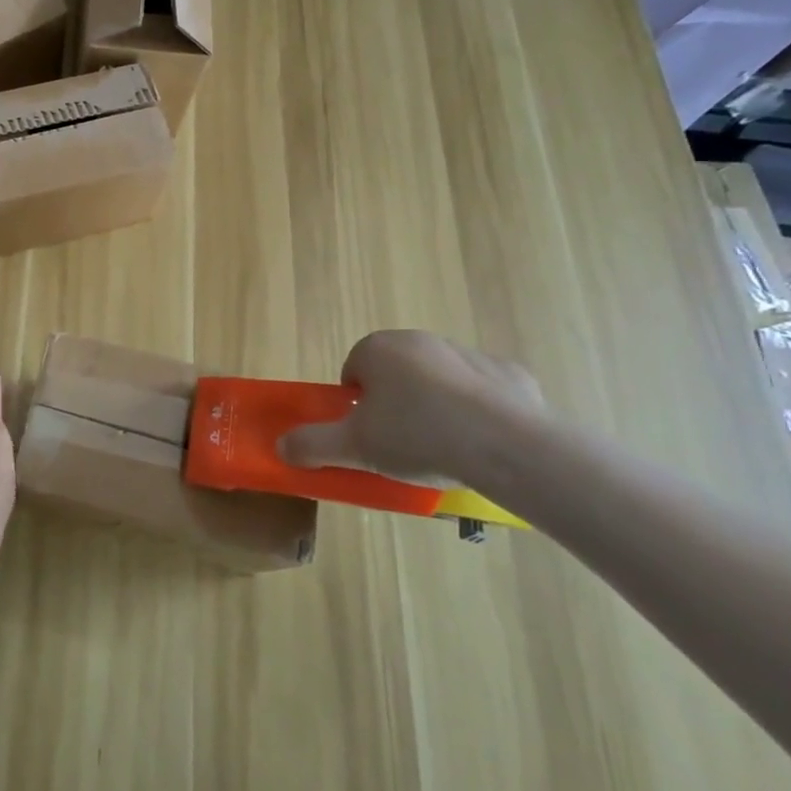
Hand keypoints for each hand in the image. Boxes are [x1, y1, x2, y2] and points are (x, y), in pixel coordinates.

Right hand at [278, 330, 546, 490]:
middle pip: (396, 373)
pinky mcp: (510, 374)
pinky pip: (483, 393)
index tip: (367, 435)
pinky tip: (483, 444)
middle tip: (401, 444)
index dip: (356, 404)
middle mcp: (421, 340)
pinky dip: (479, 412)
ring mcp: (469, 354)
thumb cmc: (418, 437)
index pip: (353, 370)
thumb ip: (313, 445)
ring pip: (438, 380)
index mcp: (379, 349)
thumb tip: (281, 446)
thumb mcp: (355, 448)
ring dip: (435, 405)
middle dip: (395, 403)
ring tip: (444, 449)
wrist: (508, 447)